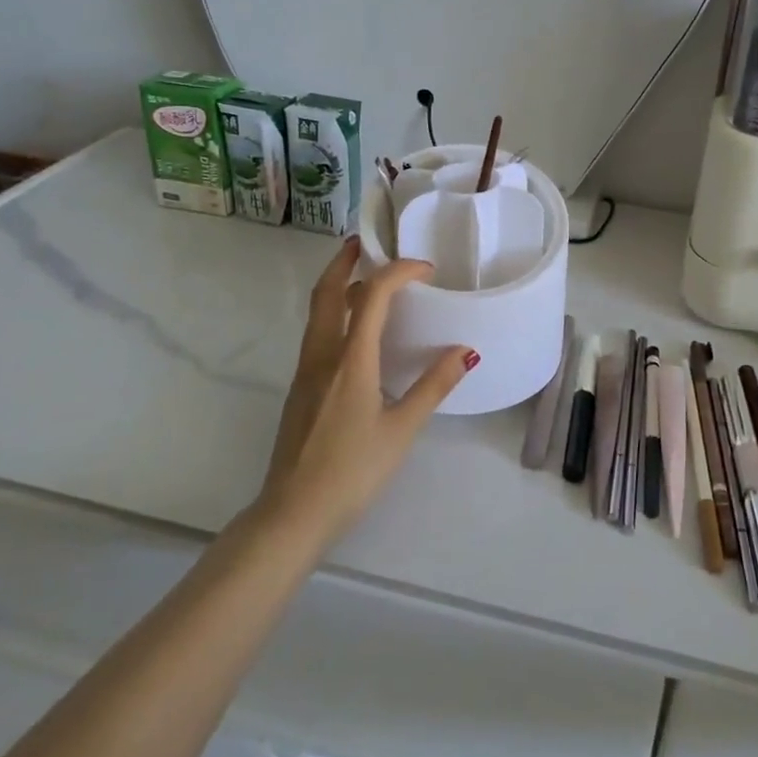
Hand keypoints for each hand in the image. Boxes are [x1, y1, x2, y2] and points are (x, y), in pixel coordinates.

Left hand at [258, 238, 474, 545]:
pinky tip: (353, 332)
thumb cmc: (352, 471)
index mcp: (350, 359)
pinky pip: (316, 334)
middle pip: (326, 292)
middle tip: (363, 243)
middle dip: (344, 261)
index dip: (399, 272)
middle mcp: (322, 355)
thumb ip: (433, 386)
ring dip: (336, 285)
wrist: (292, 513)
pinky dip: (333, 313)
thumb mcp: (401, 429)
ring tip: (362, 278)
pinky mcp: (300, 389)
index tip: (426, 270)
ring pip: (317, 312)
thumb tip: (465, 351)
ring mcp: (305, 372)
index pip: (372, 296)